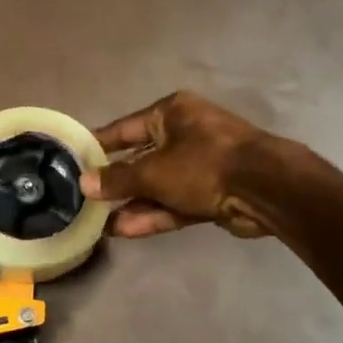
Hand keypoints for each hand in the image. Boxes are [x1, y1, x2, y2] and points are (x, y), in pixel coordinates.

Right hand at [83, 91, 274, 238]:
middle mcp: (185, 134)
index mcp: (172, 113)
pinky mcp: (211, 193)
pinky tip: (124, 230)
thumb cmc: (204, 164)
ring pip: (158, 185)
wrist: (267, 189)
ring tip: (100, 223)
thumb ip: (117, 179)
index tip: (75, 160)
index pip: (124, 128)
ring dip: (132, 203)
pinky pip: (174, 202)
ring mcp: (200, 165)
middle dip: (116, 182)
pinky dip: (152, 214)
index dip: (99, 145)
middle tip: (86, 199)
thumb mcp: (153, 171)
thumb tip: (84, 183)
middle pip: (141, 159)